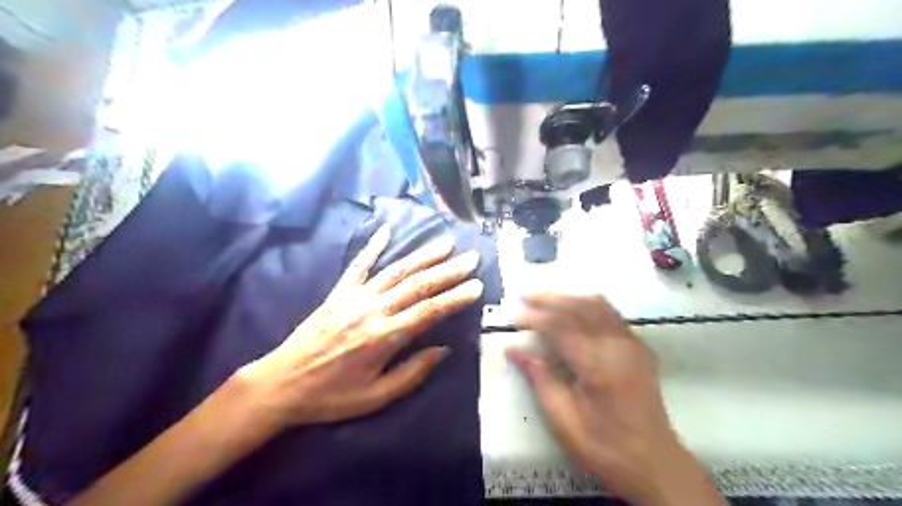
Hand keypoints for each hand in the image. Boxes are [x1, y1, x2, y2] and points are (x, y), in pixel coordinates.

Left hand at [236, 228, 481, 428]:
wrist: (282, 383)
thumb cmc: (332, 396)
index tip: (476, 286)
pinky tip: (387, 229)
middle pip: (417, 285)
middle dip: (447, 271)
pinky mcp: (338, 292)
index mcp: (384, 338)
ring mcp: (354, 297)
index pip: (428, 312)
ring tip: (445, 243)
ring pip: (395, 270)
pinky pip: (358, 265)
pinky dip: (373, 246)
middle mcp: (373, 310)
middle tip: (471, 258)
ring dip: (422, 255)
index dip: (455, 298)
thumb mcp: (376, 397)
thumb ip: (412, 372)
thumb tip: (443, 349)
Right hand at [506, 292, 723, 505]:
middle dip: (549, 298)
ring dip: (568, 297)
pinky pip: (611, 313)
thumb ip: (540, 380)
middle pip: (580, 307)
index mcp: (600, 368)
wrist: (655, 462)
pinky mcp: (639, 346)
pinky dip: (587, 305)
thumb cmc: (605, 447)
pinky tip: (572, 310)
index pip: (562, 327)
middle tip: (524, 297)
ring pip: (598, 304)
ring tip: (544, 299)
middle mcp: (619, 347)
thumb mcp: (564, 422)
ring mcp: (633, 344)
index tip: (514, 317)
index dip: (536, 317)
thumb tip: (514, 349)